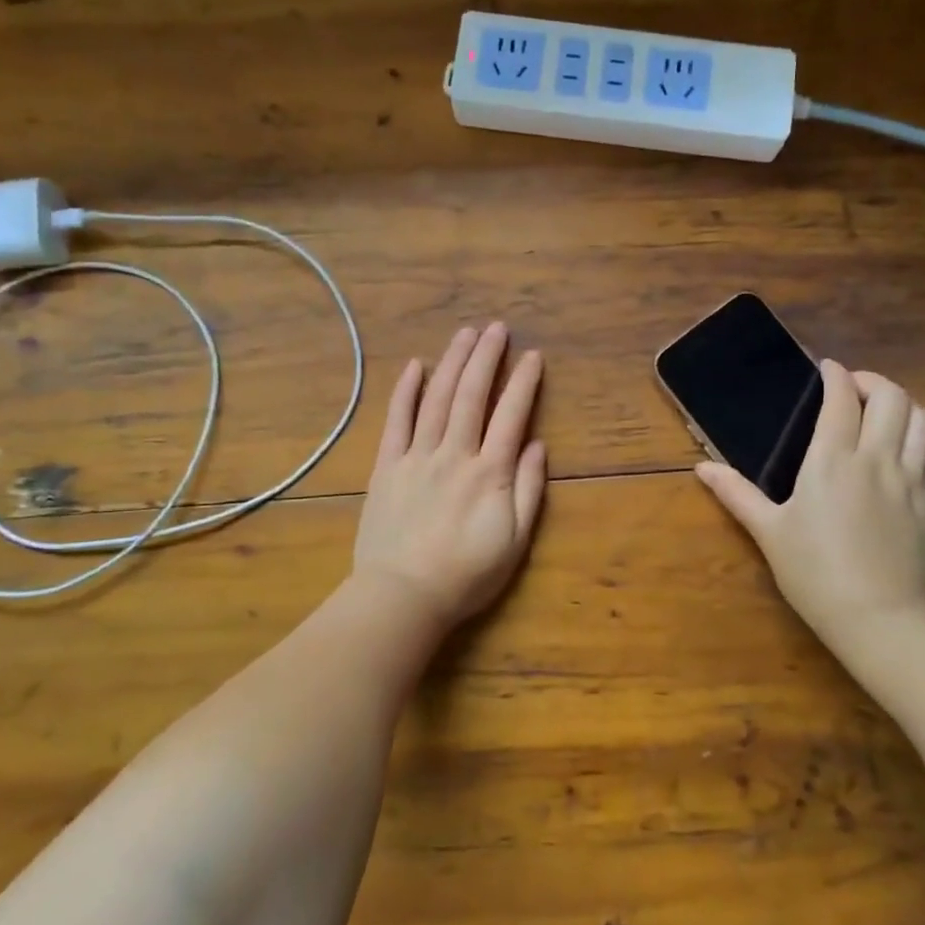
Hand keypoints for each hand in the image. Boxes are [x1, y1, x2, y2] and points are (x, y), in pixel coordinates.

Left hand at [351, 324, 546, 630]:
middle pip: (472, 395)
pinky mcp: (387, 467)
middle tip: (496, 328)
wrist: (402, 596)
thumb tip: (537, 445)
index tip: (533, 356)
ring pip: (437, 399)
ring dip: (452, 363)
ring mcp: (416, 457)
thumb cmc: (466, 574)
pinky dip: (405, 391)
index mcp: (489, 473)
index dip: (524, 382)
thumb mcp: (514, 541)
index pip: (511, 415)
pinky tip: (414, 366)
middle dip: (486, 358)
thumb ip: (528, 490)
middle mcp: (454, 454)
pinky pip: (396, 421)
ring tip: (465, 334)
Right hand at [696, 361, 924, 640]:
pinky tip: (917, 450)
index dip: (835, 375)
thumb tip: (701, 468)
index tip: (826, 368)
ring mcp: (912, 481)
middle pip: (892, 398)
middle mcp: (877, 459)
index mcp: (832, 460)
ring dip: (906, 406)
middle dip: (873, 382)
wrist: (875, 617)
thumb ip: (736, 493)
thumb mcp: (768, 532)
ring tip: (886, 412)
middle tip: (854, 389)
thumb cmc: (813, 572)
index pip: (841, 399)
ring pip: (924, 421)